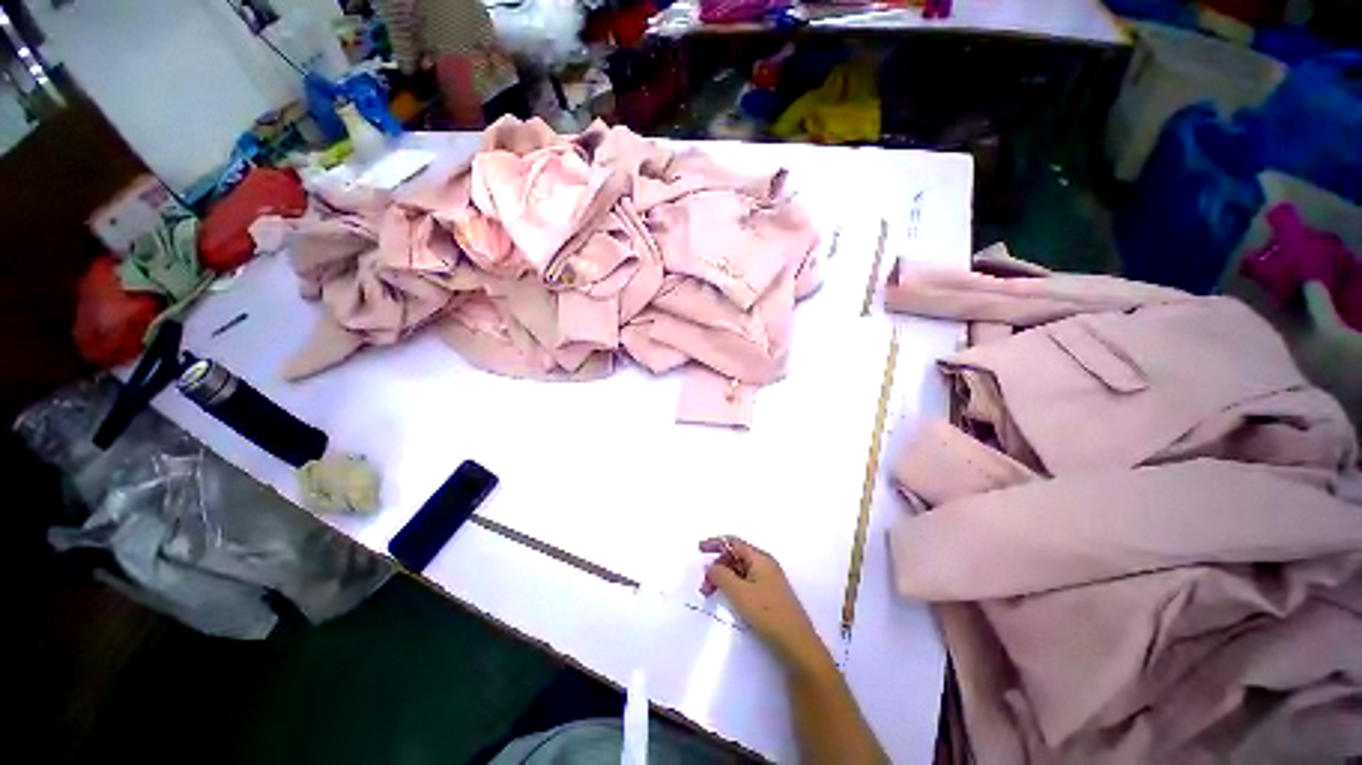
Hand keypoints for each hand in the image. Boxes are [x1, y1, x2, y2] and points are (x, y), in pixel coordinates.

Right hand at [699, 536, 830, 675]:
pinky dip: (732, 587)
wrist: (797, 645)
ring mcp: (768, 580)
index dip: (716, 543)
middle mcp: (765, 565)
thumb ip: (721, 575)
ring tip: (711, 595)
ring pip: (739, 571)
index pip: (734, 542)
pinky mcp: (769, 595)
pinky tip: (727, 600)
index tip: (699, 549)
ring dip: (723, 579)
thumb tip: (710, 566)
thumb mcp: (739, 593)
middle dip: (717, 566)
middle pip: (735, 556)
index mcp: (760, 558)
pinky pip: (745, 583)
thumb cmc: (768, 614)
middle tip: (704, 586)